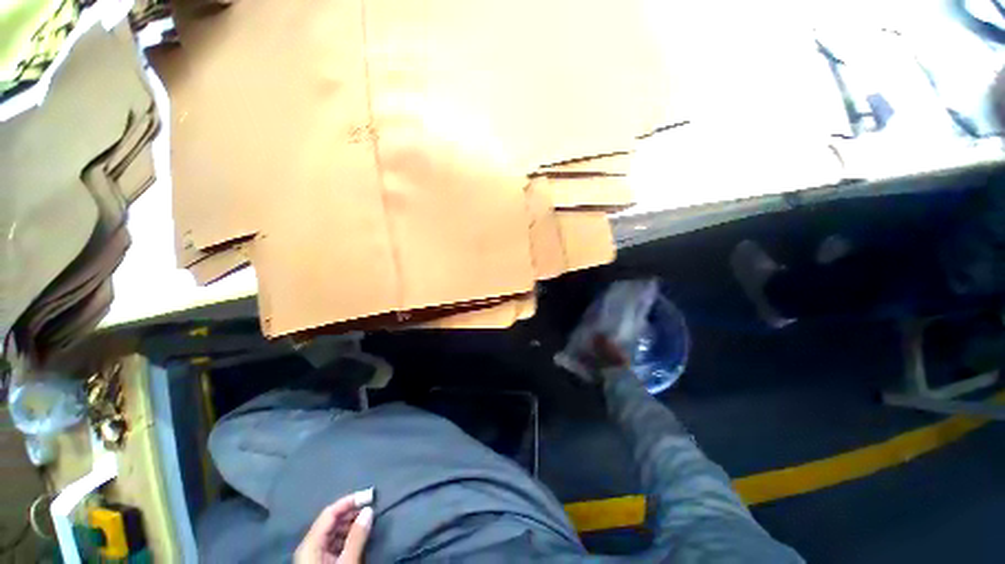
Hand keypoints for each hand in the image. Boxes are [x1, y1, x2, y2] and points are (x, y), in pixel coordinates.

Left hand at [294, 489, 374, 563]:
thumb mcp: (347, 563)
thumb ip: (357, 537)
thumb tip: (369, 510)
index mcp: (310, 544)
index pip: (329, 513)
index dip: (349, 501)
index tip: (370, 495)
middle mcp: (309, 546)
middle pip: (330, 521)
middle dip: (351, 511)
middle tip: (372, 506)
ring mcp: (313, 555)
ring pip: (333, 531)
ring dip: (351, 523)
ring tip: (369, 519)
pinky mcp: (320, 563)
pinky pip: (334, 542)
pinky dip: (347, 535)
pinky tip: (360, 534)